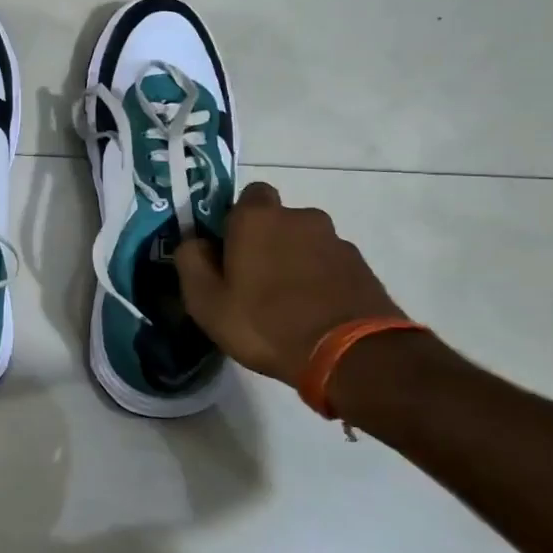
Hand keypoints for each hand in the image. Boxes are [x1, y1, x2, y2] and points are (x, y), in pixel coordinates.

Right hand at [173, 182, 403, 387]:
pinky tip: (314, 314)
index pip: (247, 195)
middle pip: (278, 221)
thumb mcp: (206, 301)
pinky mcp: (362, 267)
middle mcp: (300, 217)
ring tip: (288, 305)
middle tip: (255, 281)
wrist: (352, 356)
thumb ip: (190, 262)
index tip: (228, 250)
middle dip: (268, 242)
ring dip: (296, 262)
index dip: (236, 220)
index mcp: (258, 218)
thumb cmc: (266, 323)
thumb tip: (194, 242)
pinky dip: (321, 280)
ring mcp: (336, 241)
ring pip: (305, 243)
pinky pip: (330, 266)